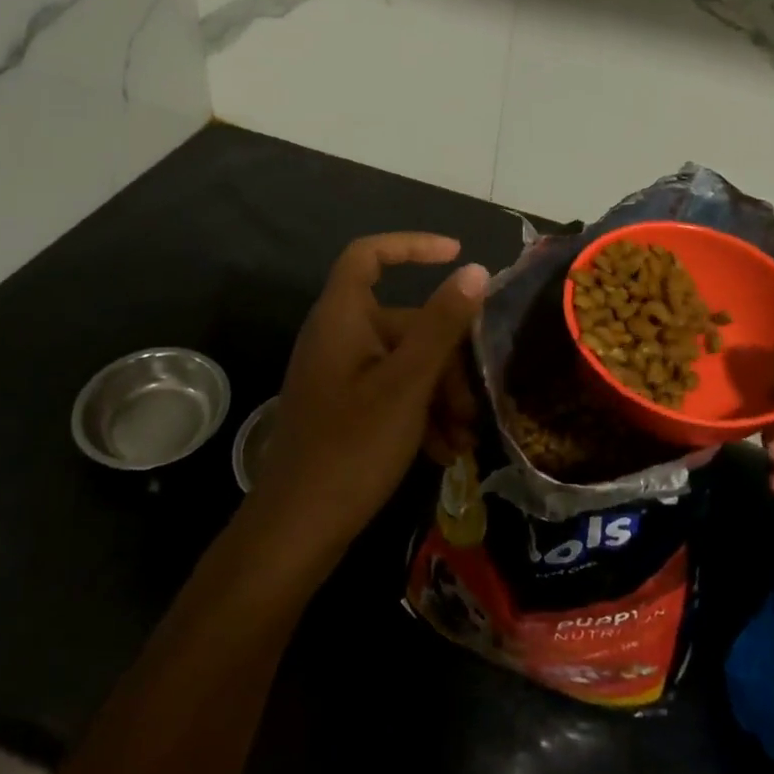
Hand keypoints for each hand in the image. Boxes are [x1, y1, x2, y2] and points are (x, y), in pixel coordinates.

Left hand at [240, 233, 488, 580]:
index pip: (369, 255)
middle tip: (475, 404)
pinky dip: (421, 414)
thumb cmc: (353, 447)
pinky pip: (392, 393)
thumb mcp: (408, 383)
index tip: (456, 254)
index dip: (411, 246)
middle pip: (404, 323)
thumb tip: (474, 271)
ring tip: (465, 437)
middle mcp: (339, 338)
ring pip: (405, 364)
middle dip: (447, 360)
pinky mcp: (346, 408)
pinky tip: (446, 451)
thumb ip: (442, 324)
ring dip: (440, 395)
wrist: (298, 528)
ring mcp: (341, 375)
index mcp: (342, 318)